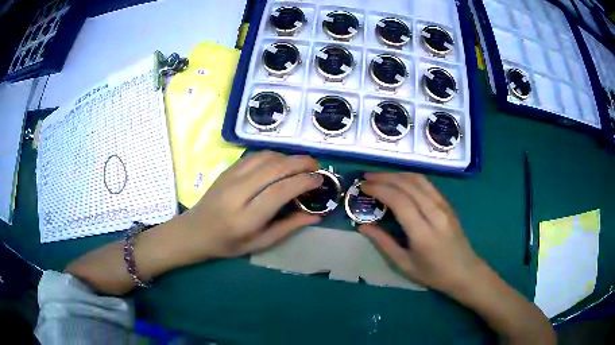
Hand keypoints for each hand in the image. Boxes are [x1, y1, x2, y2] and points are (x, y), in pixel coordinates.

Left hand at [175, 151, 322, 262]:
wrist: (196, 230)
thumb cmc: (229, 243)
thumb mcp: (260, 243)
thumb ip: (289, 227)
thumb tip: (317, 214)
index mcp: (246, 218)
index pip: (279, 191)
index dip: (303, 181)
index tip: (319, 180)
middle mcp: (238, 193)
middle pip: (274, 168)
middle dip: (301, 163)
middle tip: (317, 167)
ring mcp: (231, 177)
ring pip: (266, 157)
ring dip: (288, 157)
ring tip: (302, 165)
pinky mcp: (228, 169)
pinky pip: (255, 155)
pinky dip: (274, 155)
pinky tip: (282, 163)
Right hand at [358, 172, 483, 292]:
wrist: (464, 271)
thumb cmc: (433, 273)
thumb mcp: (404, 264)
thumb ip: (383, 243)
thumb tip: (362, 226)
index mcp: (423, 232)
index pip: (399, 200)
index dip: (379, 189)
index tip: (363, 187)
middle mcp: (435, 213)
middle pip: (408, 185)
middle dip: (385, 177)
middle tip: (366, 178)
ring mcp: (444, 206)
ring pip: (419, 180)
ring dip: (397, 174)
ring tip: (380, 177)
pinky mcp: (447, 204)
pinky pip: (427, 184)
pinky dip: (410, 178)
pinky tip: (399, 181)